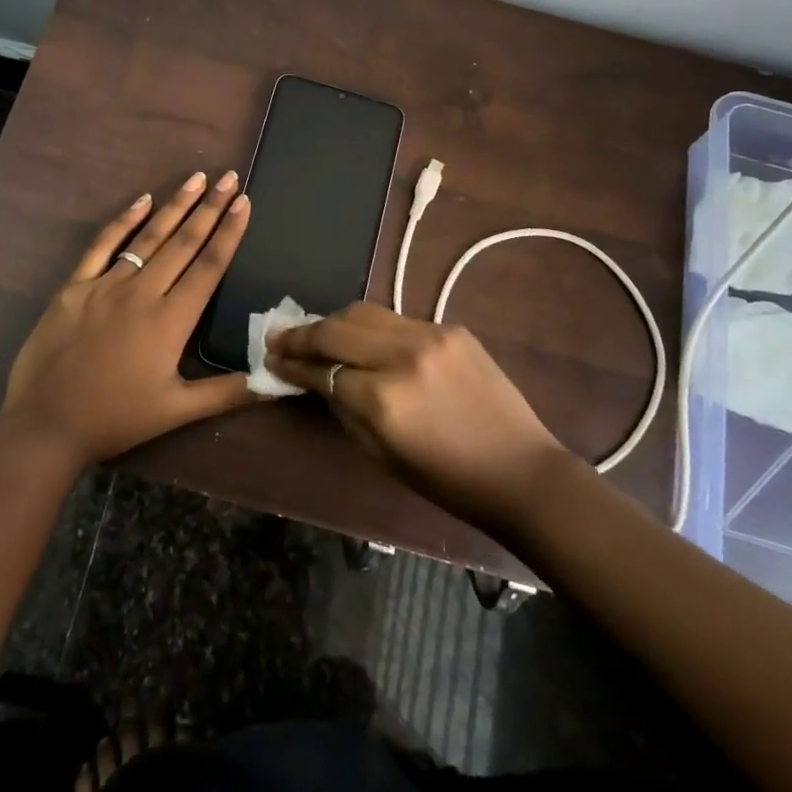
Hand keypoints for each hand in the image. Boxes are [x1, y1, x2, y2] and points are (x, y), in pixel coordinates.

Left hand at [0, 171, 263, 470]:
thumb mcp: (177, 411)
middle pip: (183, 242)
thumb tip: (277, 380)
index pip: (209, 266)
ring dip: (175, 206)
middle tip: (229, 177)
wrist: (45, 425)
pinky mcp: (75, 286)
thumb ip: (228, 393)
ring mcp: (105, 285)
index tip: (244, 202)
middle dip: (210, 207)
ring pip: (148, 237)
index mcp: (170, 320)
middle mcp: (142, 293)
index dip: (229, 232)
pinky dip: (123, 221)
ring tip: (197, 178)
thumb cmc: (116, 419)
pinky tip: (142, 200)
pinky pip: (103, 246)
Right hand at [265, 302, 569, 535]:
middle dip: (302, 333)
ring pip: (364, 312)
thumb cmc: (446, 480)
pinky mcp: (451, 328)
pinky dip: (373, 327)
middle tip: (279, 337)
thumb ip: (343, 409)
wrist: (520, 470)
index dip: (292, 363)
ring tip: (315, 331)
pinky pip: (398, 320)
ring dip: (334, 321)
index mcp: (383, 400)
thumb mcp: (381, 454)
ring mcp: (430, 335)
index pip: (322, 368)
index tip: (271, 358)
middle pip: (336, 328)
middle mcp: (402, 357)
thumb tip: (315, 378)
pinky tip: (364, 338)